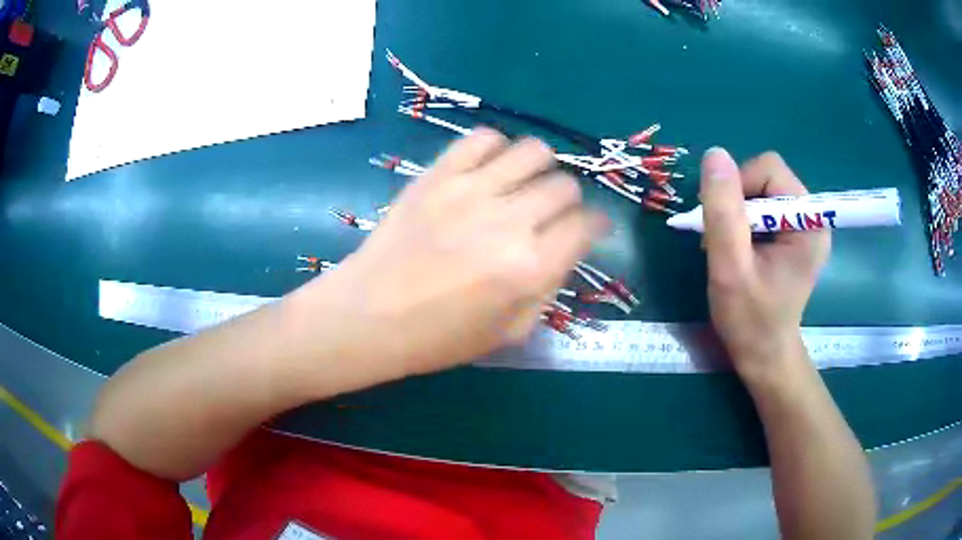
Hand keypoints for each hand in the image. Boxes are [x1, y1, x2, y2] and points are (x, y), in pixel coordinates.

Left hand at [317, 129, 606, 375]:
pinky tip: (488, 170)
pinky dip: (496, 149)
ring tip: (523, 185)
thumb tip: (565, 248)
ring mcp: (471, 191)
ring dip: (539, 168)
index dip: (597, 224)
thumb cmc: (439, 337)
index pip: (587, 224)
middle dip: (568, 201)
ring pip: (533, 151)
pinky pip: (483, 138)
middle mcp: (509, 221)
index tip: (590, 227)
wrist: (370, 315)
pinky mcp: (438, 174)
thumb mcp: (510, 332)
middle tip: (551, 214)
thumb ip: (549, 288)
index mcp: (531, 268)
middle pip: (565, 185)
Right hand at [699, 148, 829, 379]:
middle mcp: (811, 217)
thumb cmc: (750, 320)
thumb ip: (723, 212)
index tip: (724, 225)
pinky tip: (738, 248)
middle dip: (737, 201)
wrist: (764, 355)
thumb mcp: (730, 268)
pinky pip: (763, 206)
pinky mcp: (794, 235)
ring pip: (761, 190)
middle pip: (765, 176)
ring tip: (729, 248)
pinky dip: (743, 221)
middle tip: (723, 239)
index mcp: (808, 223)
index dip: (739, 187)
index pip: (769, 169)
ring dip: (737, 212)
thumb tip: (714, 154)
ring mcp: (803, 226)